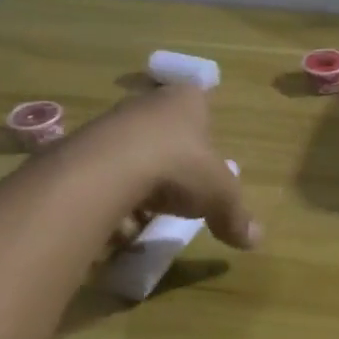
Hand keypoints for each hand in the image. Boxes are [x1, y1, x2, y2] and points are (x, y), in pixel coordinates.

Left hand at [71, 83, 260, 250]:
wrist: (107, 170)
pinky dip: (110, 196)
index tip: (204, 163)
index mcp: (187, 100)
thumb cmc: (178, 166)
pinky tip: (115, 222)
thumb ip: (236, 216)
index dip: (204, 133)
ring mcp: (112, 122)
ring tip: (142, 218)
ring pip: (132, 153)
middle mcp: (149, 102)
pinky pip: (103, 173)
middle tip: (177, 196)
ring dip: (138, 184)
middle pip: (164, 132)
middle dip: (170, 163)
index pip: (200, 104)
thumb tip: (256, 239)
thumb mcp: (220, 195)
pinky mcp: (81, 146)